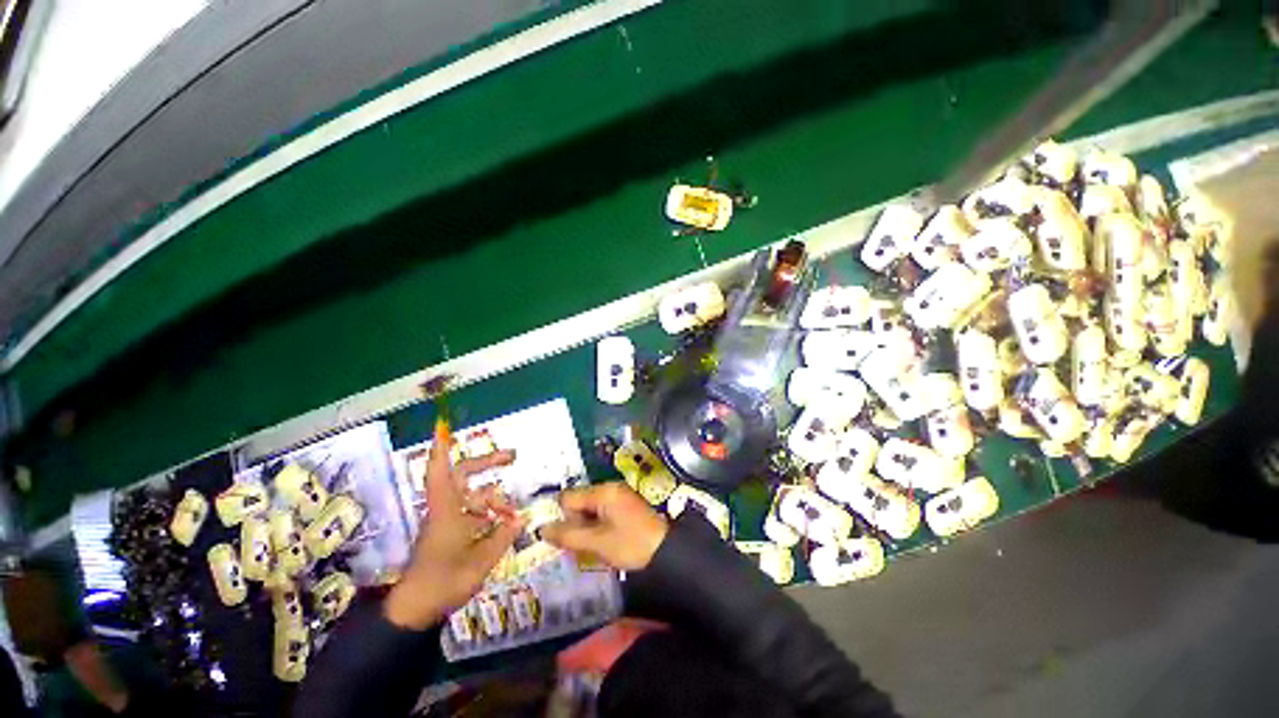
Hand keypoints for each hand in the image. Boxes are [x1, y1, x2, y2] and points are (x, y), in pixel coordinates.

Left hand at [384, 431, 524, 629]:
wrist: (417, 608)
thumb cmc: (444, 581)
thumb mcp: (481, 560)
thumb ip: (502, 536)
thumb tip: (520, 519)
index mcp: (447, 511)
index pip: (441, 473)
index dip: (442, 449)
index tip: (443, 427)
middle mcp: (446, 510)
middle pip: (462, 475)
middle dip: (486, 462)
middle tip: (512, 456)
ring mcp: (448, 521)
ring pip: (473, 496)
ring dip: (494, 498)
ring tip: (513, 511)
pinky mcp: (451, 533)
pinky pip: (474, 513)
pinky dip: (491, 513)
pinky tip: (506, 522)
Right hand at [540, 483, 668, 570]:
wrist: (665, 551)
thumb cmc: (630, 544)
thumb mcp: (597, 542)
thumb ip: (568, 535)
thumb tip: (541, 529)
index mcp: (603, 491)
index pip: (569, 498)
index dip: (561, 518)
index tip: (562, 538)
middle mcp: (610, 489)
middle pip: (578, 503)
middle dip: (574, 524)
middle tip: (580, 546)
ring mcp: (618, 497)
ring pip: (589, 510)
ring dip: (585, 528)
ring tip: (591, 548)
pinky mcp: (623, 507)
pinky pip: (600, 514)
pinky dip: (596, 528)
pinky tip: (601, 544)